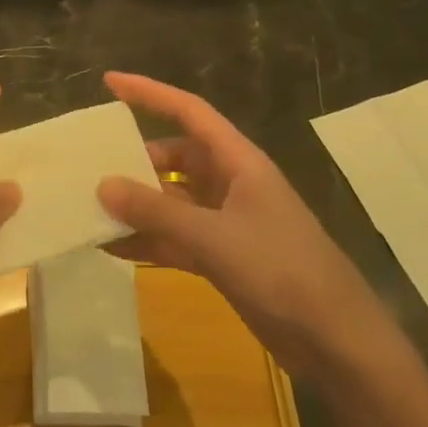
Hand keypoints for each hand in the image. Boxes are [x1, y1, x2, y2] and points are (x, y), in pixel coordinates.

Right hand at [96, 72, 394, 380]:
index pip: (189, 111)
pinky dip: (147, 240)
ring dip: (136, 205)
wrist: (337, 343)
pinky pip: (174, 237)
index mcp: (239, 162)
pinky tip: (111, 248)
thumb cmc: (282, 272)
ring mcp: (226, 222)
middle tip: (90, 166)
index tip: (109, 82)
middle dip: (134, 160)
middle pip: (174, 158)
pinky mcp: (223, 257)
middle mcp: (231, 184)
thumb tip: (102, 185)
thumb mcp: (214, 237)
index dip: (150, 93)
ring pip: (171, 201)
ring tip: (90, 207)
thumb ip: (156, 211)